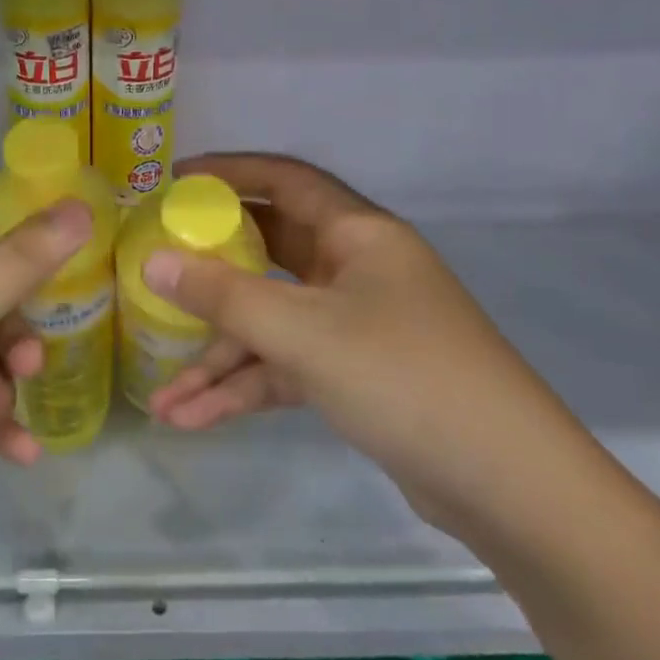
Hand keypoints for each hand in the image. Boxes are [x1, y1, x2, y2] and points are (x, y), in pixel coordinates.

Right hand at [139, 154, 588, 531]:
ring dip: (219, 358)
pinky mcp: (354, 376)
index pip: (284, 180)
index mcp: (358, 234)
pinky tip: (194, 419)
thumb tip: (152, 262)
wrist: (507, 486)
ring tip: (161, 397)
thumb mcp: (303, 332)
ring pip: (271, 323)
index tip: (172, 183)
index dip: (229, 173)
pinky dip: (245, 389)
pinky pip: (286, 367)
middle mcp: (355, 270)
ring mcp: (355, 325)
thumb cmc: (404, 376)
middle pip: (268, 253)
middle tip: (155, 270)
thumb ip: (223, 295)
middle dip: (210, 271)